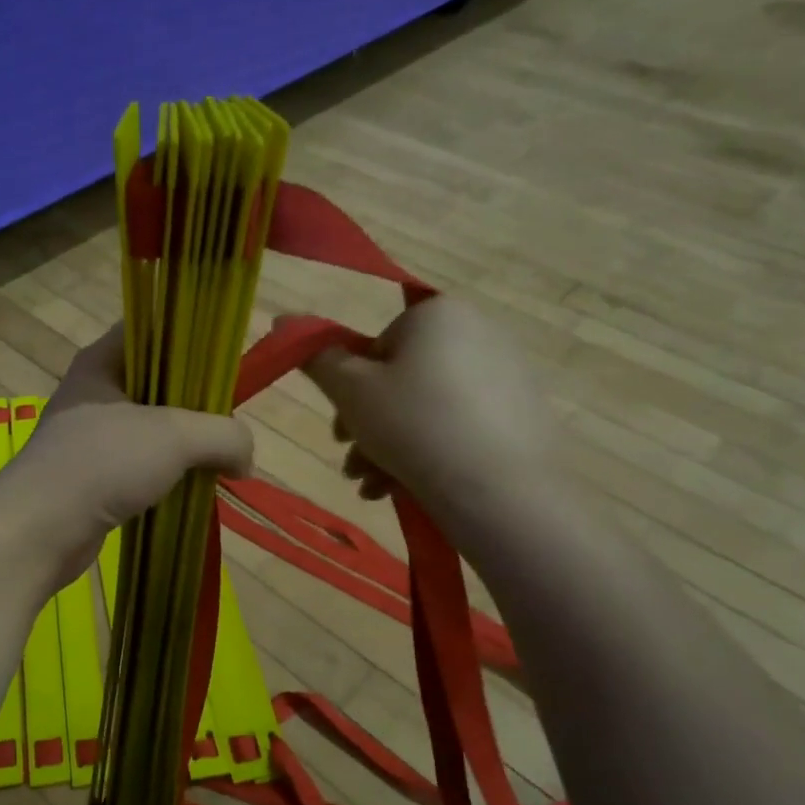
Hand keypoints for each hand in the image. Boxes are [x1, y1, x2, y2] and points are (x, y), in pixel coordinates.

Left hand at [0, 325, 253, 590]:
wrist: (39, 530)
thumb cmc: (103, 463)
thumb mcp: (175, 437)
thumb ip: (224, 435)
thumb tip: (245, 459)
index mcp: (102, 361)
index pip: (153, 328)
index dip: (192, 336)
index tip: (227, 362)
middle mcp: (94, 392)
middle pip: (158, 380)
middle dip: (197, 401)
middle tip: (228, 420)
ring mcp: (91, 436)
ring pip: (152, 427)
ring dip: (184, 443)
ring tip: (218, 457)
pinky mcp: (93, 476)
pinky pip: (141, 463)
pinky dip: (166, 473)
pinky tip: (190, 487)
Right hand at [303, 297, 555, 514]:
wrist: (501, 489)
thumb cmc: (413, 425)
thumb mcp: (351, 392)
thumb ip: (317, 358)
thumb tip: (282, 319)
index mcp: (437, 314)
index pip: (377, 347)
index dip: (351, 391)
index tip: (341, 432)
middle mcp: (478, 331)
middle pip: (402, 380)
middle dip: (368, 428)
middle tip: (352, 466)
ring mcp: (506, 374)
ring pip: (427, 409)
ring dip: (389, 449)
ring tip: (373, 489)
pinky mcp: (522, 414)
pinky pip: (460, 426)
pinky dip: (430, 452)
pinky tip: (406, 490)